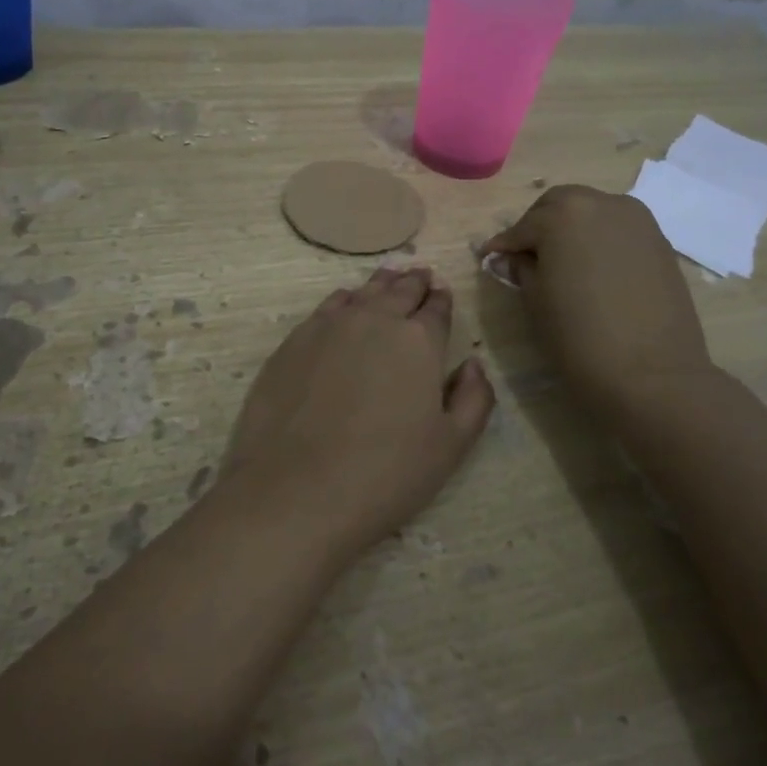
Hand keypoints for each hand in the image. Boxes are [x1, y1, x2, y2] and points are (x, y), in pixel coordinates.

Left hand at [213, 267, 494, 565]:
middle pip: (399, 291)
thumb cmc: (385, 474)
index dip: (441, 300)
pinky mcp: (292, 342)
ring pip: (361, 294)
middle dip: (413, 283)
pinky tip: (344, 304)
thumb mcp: (451, 446)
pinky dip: (342, 300)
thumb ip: (473, 398)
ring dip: (379, 286)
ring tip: (387, 279)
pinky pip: (326, 308)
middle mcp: (374, 320)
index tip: (442, 293)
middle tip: (420, 275)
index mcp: (418, 341)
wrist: (295, 490)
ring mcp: (328, 327)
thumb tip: (472, 365)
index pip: (436, 309)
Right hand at [482, 185, 712, 414]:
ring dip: (572, 229)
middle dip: (539, 226)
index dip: (505, 245)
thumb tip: (507, 258)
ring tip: (561, 263)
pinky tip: (592, 270)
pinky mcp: (660, 241)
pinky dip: (600, 240)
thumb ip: (521, 270)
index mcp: (563, 214)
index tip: (490, 258)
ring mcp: (637, 220)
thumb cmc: (579, 336)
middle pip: (560, 206)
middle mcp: (601, 203)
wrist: (652, 373)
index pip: (523, 226)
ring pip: (592, 212)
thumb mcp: (536, 301)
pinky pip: (618, 230)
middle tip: (526, 258)